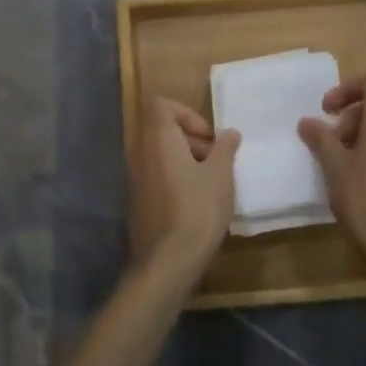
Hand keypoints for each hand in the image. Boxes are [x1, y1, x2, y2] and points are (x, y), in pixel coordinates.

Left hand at [129, 97, 240, 286]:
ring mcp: (136, 178)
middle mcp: (141, 153)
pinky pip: (157, 176)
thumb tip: (229, 133)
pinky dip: (175, 178)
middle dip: (191, 138)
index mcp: (159, 140)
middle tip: (215, 160)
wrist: (169, 260)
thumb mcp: (221, 175)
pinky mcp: (138, 201)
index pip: (161, 105)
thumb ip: (225, 148)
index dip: (186, 113)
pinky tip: (197, 202)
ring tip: (211, 183)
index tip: (208, 136)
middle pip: (161, 129)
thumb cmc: (198, 209)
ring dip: (186, 160)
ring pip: (160, 154)